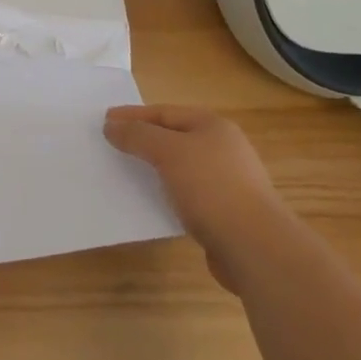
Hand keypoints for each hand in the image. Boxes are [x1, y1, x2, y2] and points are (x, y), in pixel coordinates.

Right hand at [104, 106, 290, 291]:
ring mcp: (228, 182)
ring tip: (128, 174)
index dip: (133, 115)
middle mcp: (223, 148)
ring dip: (155, 169)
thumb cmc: (211, 188)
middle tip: (114, 144)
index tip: (105, 120)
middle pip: (174, 137)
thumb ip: (138, 136)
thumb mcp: (169, 152)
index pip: (164, 112)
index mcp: (212, 126)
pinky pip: (188, 195)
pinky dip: (168, 194)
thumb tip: (111, 125)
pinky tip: (154, 204)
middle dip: (144, 140)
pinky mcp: (226, 213)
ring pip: (181, 167)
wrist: (256, 247)